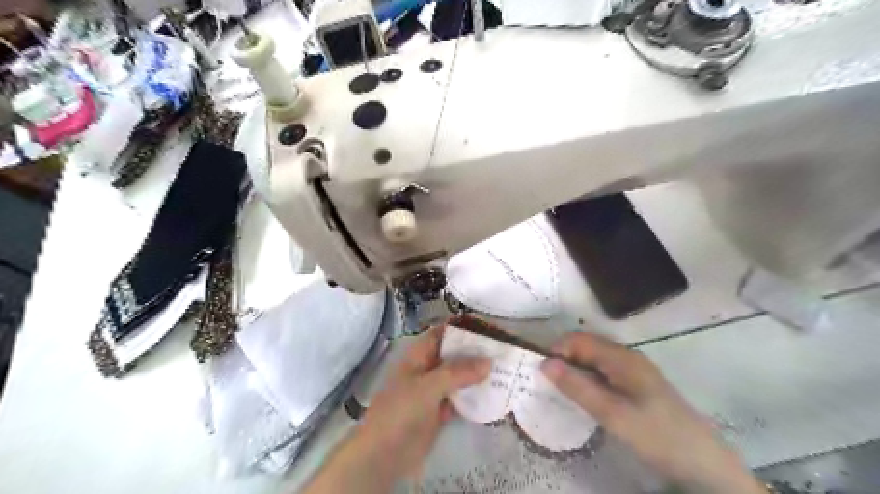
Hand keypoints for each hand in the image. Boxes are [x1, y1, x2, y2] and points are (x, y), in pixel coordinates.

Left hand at [306, 325, 492, 492]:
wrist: (383, 454)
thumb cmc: (401, 410)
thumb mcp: (428, 386)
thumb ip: (458, 372)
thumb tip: (488, 362)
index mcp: (419, 355)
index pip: (443, 333)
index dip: (462, 327)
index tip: (488, 327)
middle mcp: (427, 368)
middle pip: (454, 354)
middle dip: (475, 351)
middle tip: (503, 350)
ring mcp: (433, 391)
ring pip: (459, 376)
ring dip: (477, 374)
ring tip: (504, 369)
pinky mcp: (439, 411)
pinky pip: (460, 398)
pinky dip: (474, 396)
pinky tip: (494, 394)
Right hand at [540, 331, 767, 493]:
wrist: (703, 463)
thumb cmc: (656, 434)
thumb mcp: (612, 414)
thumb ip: (577, 387)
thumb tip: (545, 363)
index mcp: (622, 358)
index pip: (579, 339)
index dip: (558, 349)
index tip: (542, 371)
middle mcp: (627, 357)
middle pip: (587, 346)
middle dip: (565, 358)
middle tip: (549, 383)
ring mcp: (634, 370)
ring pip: (595, 359)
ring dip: (576, 369)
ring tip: (563, 391)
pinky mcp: (638, 384)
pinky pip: (605, 371)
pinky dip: (589, 378)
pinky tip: (587, 397)